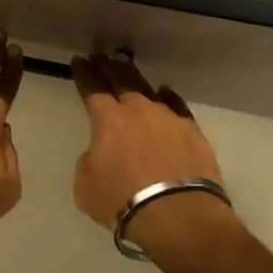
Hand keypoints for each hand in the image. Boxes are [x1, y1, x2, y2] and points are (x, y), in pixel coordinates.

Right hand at [70, 54, 224, 232]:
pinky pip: (176, 106)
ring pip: (148, 90)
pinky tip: (164, 92)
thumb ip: (88, 162)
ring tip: (127, 67)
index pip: (92, 88)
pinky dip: (167, 98)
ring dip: (134, 77)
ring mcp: (169, 118)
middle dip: (108, 67)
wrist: (178, 216)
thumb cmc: (123, 201)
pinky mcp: (193, 132)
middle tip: (101, 56)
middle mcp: (138, 110)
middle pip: (121, 80)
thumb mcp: (85, 186)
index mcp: (108, 120)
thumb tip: (100, 153)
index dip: (84, 73)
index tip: (79, 60)